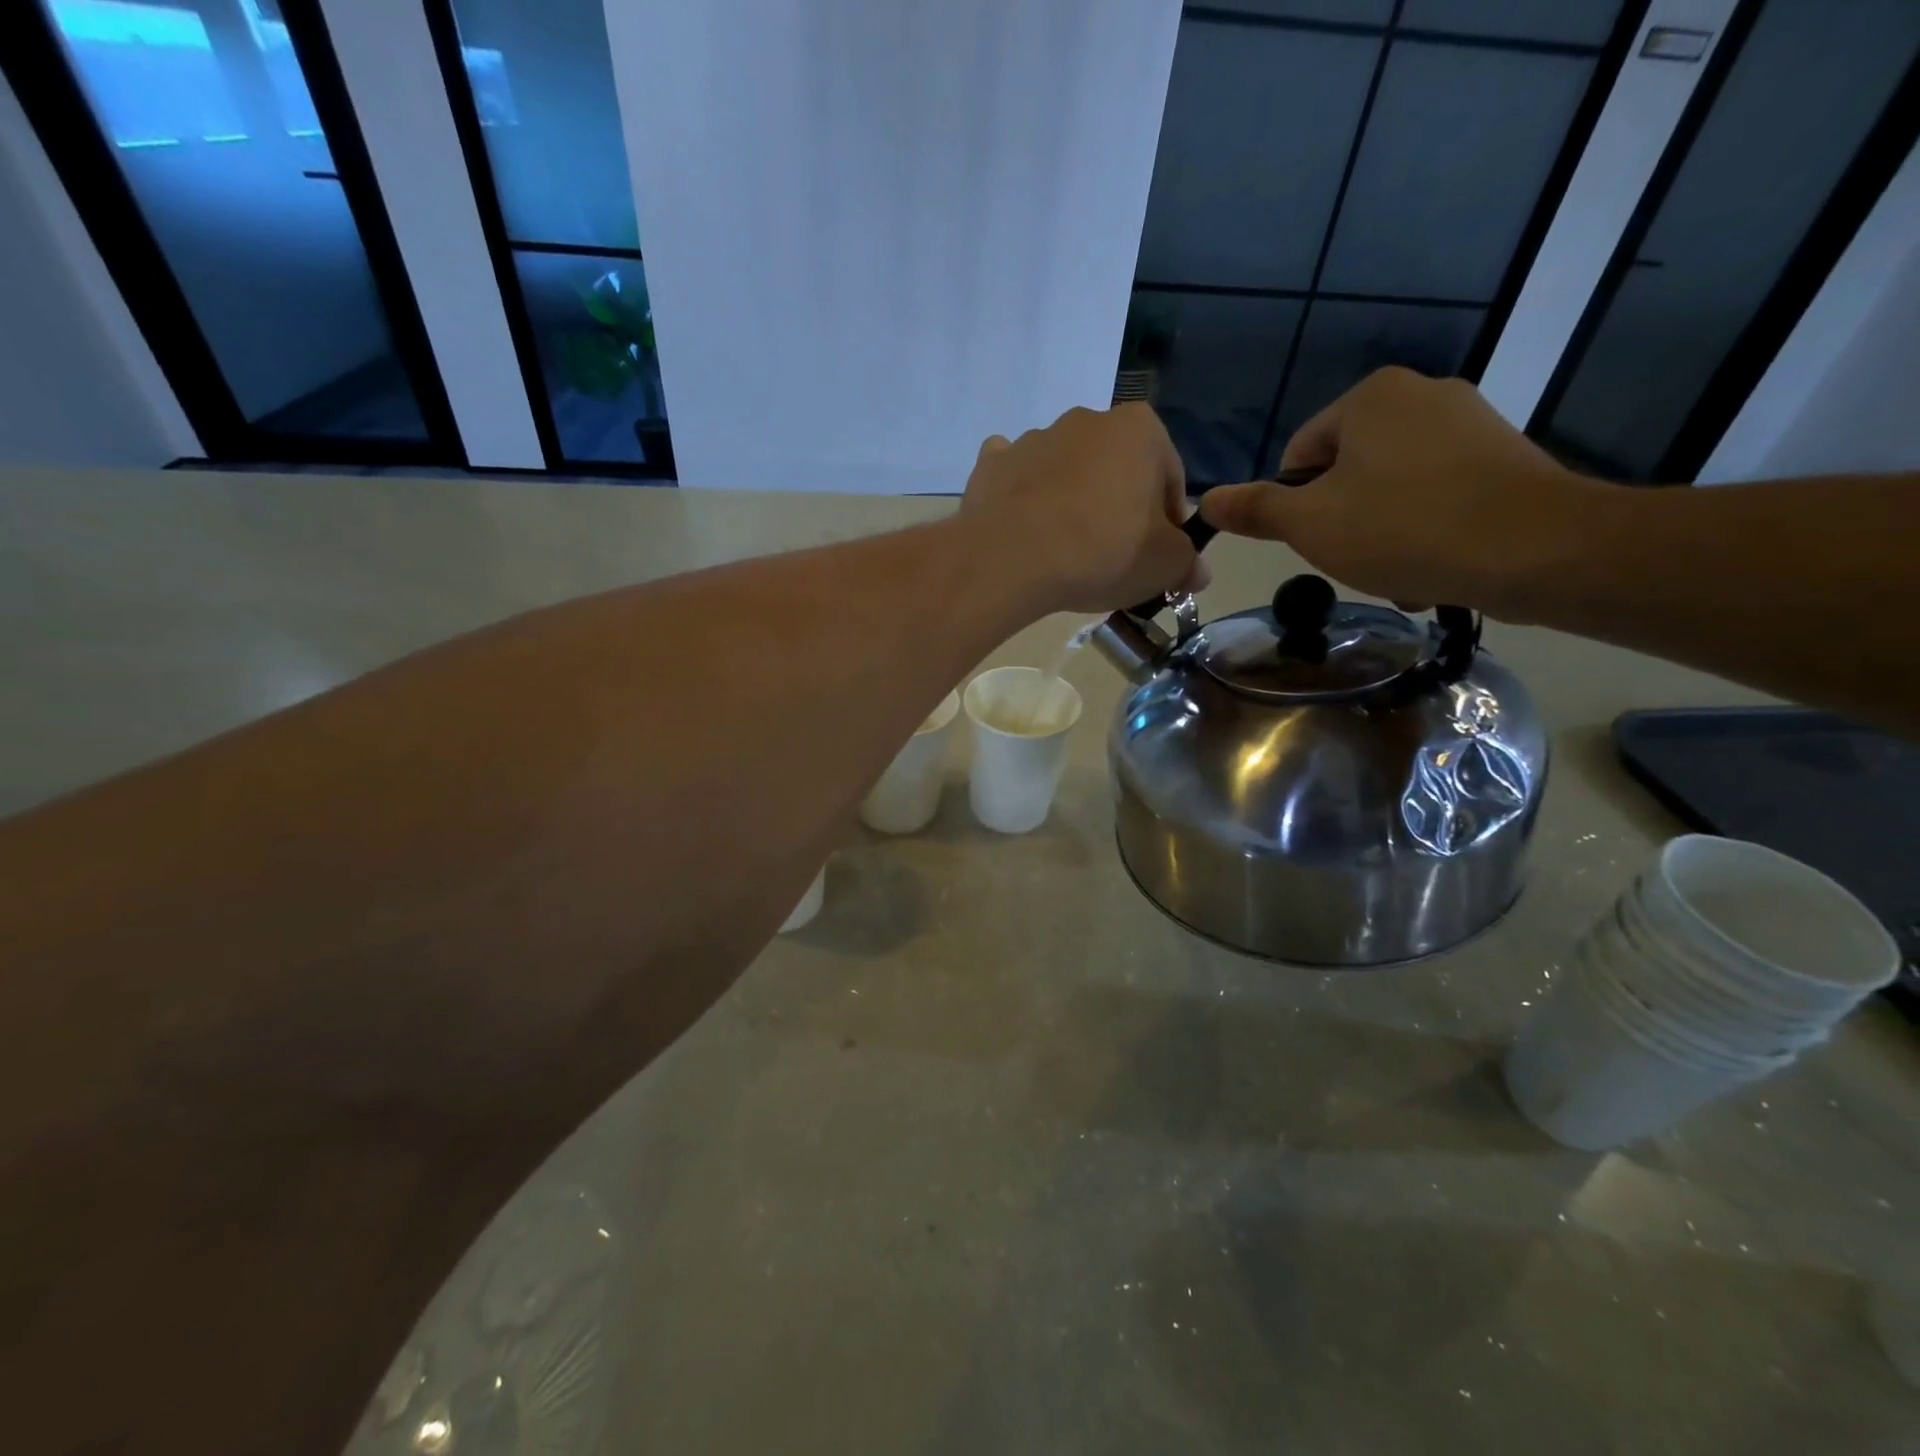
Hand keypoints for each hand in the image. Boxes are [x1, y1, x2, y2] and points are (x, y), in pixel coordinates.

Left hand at [959, 403, 1204, 614]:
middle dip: (1118, 507)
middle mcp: (1087, 420)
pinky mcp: (992, 463)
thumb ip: (1187, 563)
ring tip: (1064, 552)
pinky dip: (1022, 497)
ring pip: (1066, 472)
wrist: (1010, 559)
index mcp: (1140, 429)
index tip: (1156, 556)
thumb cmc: (1102, 552)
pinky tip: (1024, 529)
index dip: (1168, 523)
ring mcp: (1034, 438)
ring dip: (1071, 502)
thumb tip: (1196, 571)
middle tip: (1112, 558)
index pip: (1169, 478)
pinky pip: (1016, 478)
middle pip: (1115, 470)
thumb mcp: (1164, 566)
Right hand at [1199, 367, 1593, 613]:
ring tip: (1399, 570)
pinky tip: (1434, 563)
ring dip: (1381, 533)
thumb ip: (1255, 510)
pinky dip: (1425, 530)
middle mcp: (1421, 394)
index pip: (1298, 457)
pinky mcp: (1504, 456)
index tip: (1319, 541)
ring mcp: (1470, 422)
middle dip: (1342, 523)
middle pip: (1345, 473)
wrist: (1535, 548)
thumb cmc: (1404, 528)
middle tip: (1357, 560)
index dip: (1296, 507)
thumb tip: (1206, 500)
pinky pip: (1437, 495)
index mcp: (1369, 398)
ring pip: (1391, 489)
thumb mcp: (1310, 524)